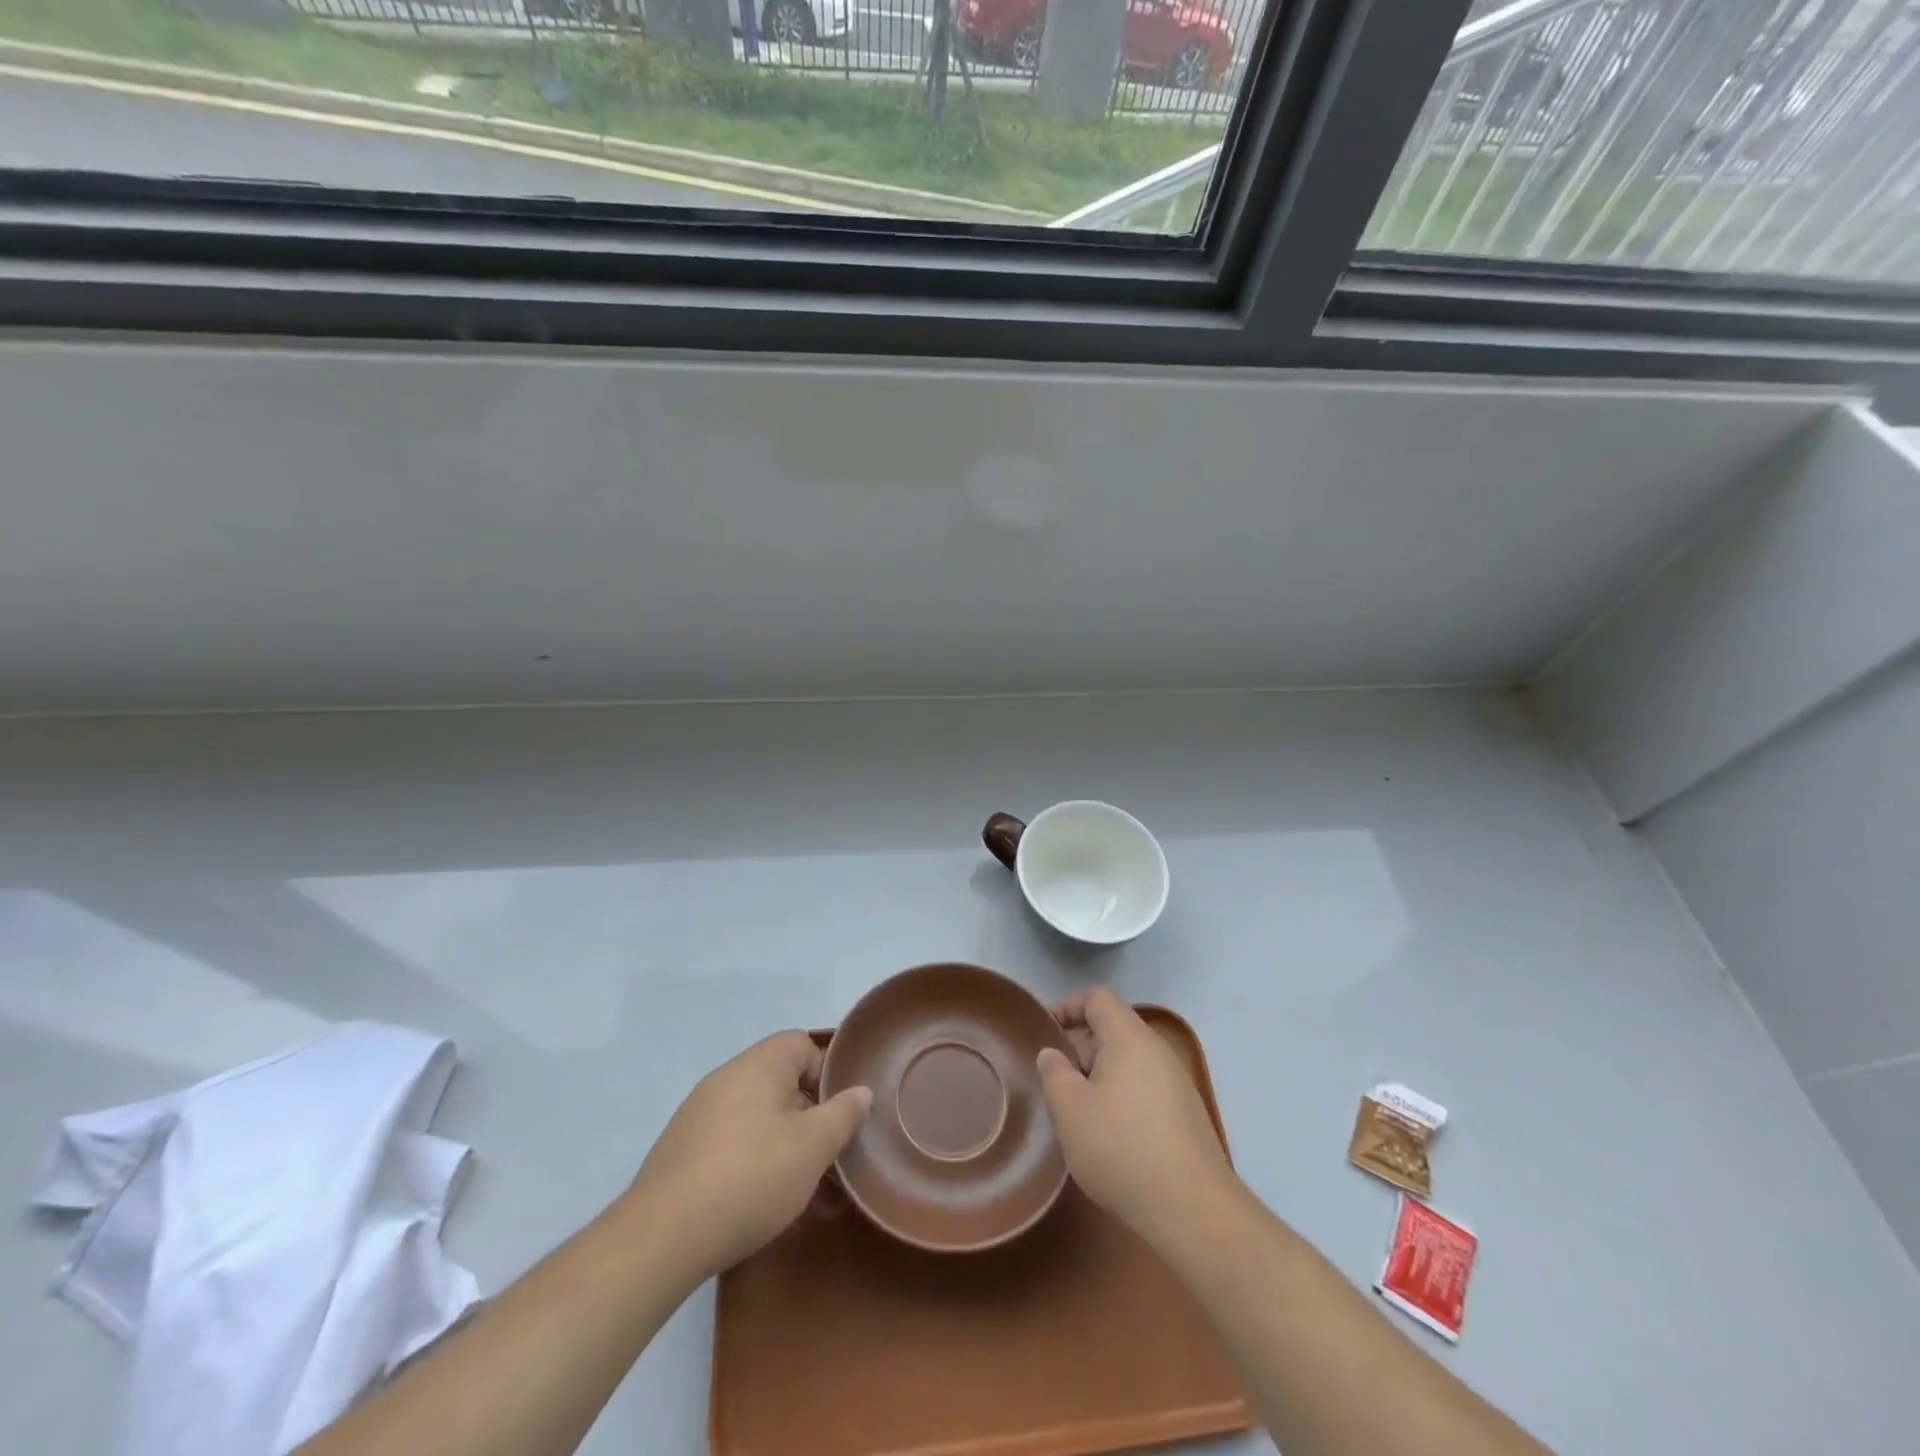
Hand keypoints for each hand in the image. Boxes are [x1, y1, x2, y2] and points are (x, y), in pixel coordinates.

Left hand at [628, 1031, 872, 1281]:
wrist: (661, 1238)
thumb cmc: (750, 1178)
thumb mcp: (813, 1147)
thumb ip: (843, 1114)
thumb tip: (861, 1091)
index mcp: (758, 1065)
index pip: (801, 1044)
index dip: (827, 1072)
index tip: (838, 1114)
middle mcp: (726, 1078)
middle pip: (780, 1080)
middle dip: (807, 1113)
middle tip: (824, 1154)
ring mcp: (698, 1114)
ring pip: (756, 1114)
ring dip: (781, 1141)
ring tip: (796, 1185)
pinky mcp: (681, 1151)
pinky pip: (730, 1140)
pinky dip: (750, 1159)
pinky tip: (756, 1200)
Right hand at [1037, 988, 1233, 1240]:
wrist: (1192, 1209)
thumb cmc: (1122, 1148)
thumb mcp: (1071, 1110)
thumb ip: (1054, 1073)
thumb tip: (1052, 1054)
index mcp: (1130, 1038)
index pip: (1098, 999)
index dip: (1068, 1005)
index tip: (1044, 1027)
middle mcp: (1158, 1051)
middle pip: (1114, 1029)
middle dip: (1080, 1045)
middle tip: (1054, 1076)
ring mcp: (1176, 1083)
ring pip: (1128, 1061)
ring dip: (1098, 1074)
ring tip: (1075, 1108)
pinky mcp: (1185, 1114)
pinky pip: (1144, 1086)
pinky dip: (1119, 1095)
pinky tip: (1106, 1133)